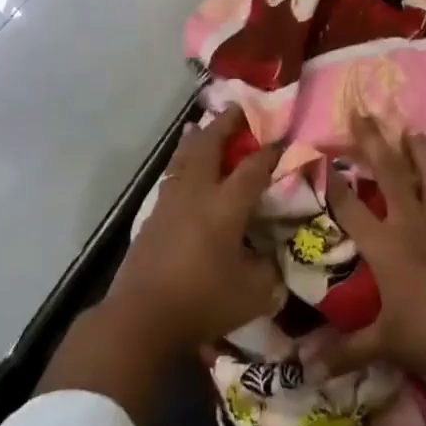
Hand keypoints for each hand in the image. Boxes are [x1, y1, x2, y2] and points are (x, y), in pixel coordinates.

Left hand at [99, 105, 284, 357]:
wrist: (141, 317)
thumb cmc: (203, 302)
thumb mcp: (255, 293)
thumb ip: (270, 269)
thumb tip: (274, 255)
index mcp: (225, 206)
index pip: (253, 168)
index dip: (270, 151)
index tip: (284, 139)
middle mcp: (197, 193)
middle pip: (209, 146)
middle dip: (225, 125)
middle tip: (238, 109)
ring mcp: (169, 202)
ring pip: (184, 157)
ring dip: (197, 138)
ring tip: (202, 126)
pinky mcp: (152, 217)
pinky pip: (171, 176)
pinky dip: (181, 161)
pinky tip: (183, 168)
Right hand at [317, 116, 425, 398]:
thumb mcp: (384, 344)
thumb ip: (346, 352)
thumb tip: (306, 370)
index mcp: (386, 245)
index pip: (350, 206)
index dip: (332, 181)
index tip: (320, 156)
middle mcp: (415, 221)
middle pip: (391, 172)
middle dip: (373, 140)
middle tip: (363, 112)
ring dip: (421, 151)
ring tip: (412, 132)